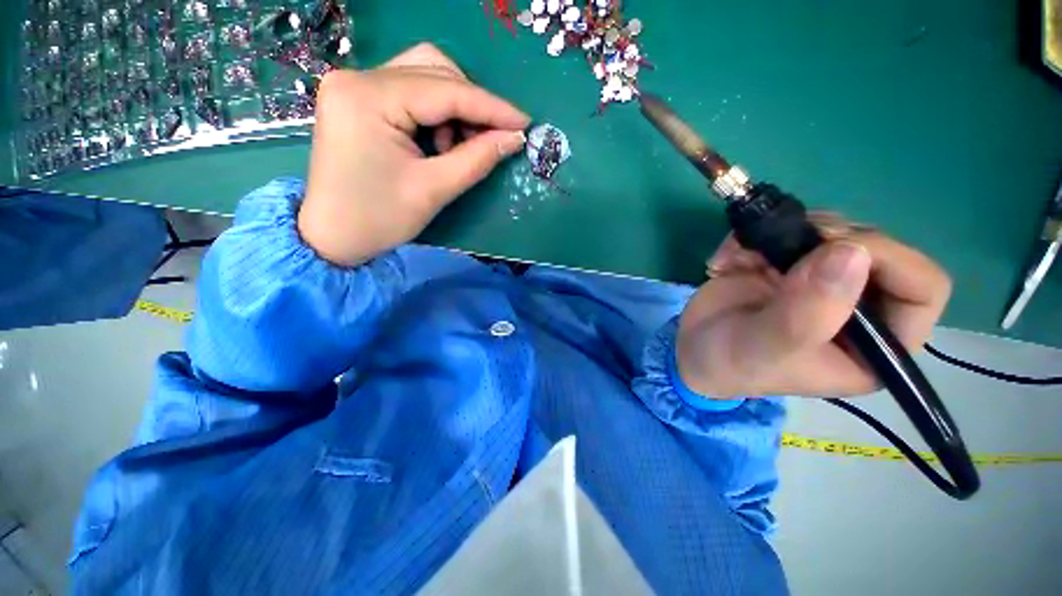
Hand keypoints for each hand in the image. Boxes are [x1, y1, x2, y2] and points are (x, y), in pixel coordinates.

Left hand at [298, 43, 529, 266]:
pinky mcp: (358, 99)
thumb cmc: (379, 220)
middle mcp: (357, 77)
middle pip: (434, 69)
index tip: (525, 122)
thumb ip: (477, 159)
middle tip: (493, 139)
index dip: (491, 107)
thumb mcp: (433, 190)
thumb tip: (515, 137)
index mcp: (368, 97)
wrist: (332, 237)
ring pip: (424, 75)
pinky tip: (438, 143)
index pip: (445, 90)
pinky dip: (436, 114)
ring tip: (458, 148)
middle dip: (472, 105)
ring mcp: (354, 85)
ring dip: (454, 108)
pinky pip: (410, 91)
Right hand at [676, 214, 951, 398]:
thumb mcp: (767, 347)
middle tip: (779, 248)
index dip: (890, 260)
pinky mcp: (787, 265)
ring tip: (741, 258)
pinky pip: (785, 230)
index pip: (921, 288)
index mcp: (876, 344)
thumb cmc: (732, 363)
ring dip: (782, 234)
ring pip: (830, 230)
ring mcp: (821, 281)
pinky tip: (727, 261)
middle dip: (825, 239)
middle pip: (875, 248)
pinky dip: (750, 237)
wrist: (690, 350)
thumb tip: (851, 253)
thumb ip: (808, 312)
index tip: (832, 251)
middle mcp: (859, 307)